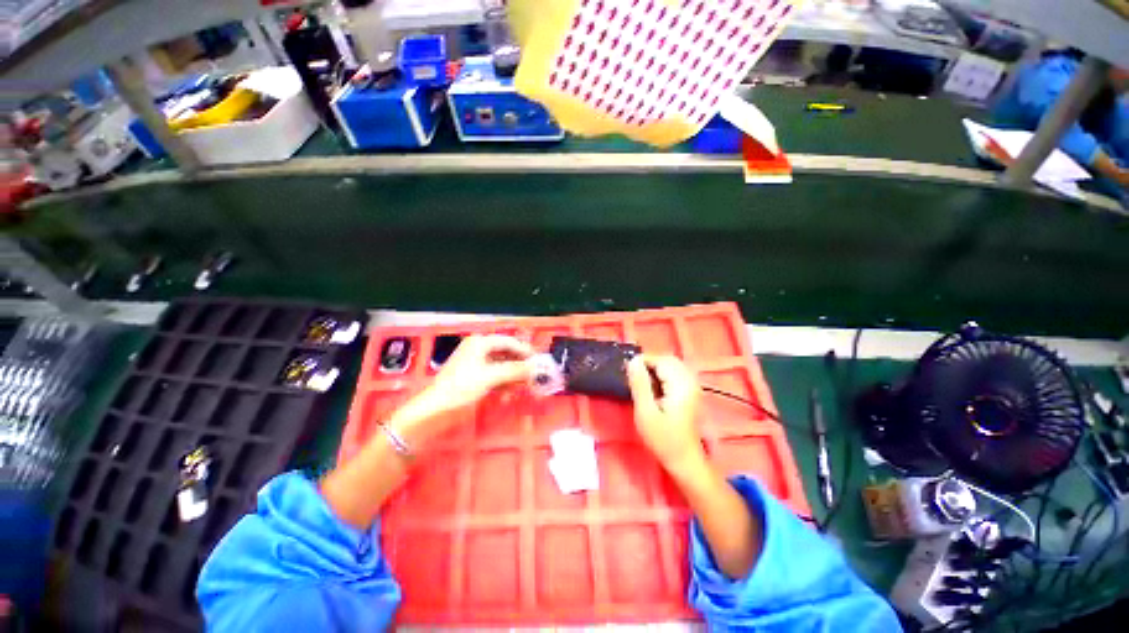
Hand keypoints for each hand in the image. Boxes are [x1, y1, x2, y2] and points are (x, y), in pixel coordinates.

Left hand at [424, 334, 534, 413]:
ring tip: (523, 383)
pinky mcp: (473, 374)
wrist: (435, 407)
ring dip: (512, 373)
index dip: (524, 350)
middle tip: (533, 373)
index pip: (508, 342)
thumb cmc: (461, 386)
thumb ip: (515, 370)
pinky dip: (503, 380)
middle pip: (505, 352)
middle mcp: (478, 348)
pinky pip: (493, 373)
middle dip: (519, 363)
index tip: (538, 360)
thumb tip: (535, 367)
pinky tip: (509, 390)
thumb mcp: (491, 376)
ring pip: (500, 363)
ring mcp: (475, 361)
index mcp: (480, 342)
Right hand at [626, 355, 704, 473]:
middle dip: (649, 363)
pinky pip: (675, 373)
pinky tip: (653, 388)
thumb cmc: (663, 439)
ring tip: (642, 383)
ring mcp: (693, 386)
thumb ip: (639, 384)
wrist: (684, 460)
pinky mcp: (690, 392)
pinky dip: (662, 374)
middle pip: (667, 359)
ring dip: (655, 368)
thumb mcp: (645, 412)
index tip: (628, 373)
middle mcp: (690, 380)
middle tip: (634, 378)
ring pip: (671, 365)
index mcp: (681, 384)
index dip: (642, 362)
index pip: (660, 359)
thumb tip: (633, 360)